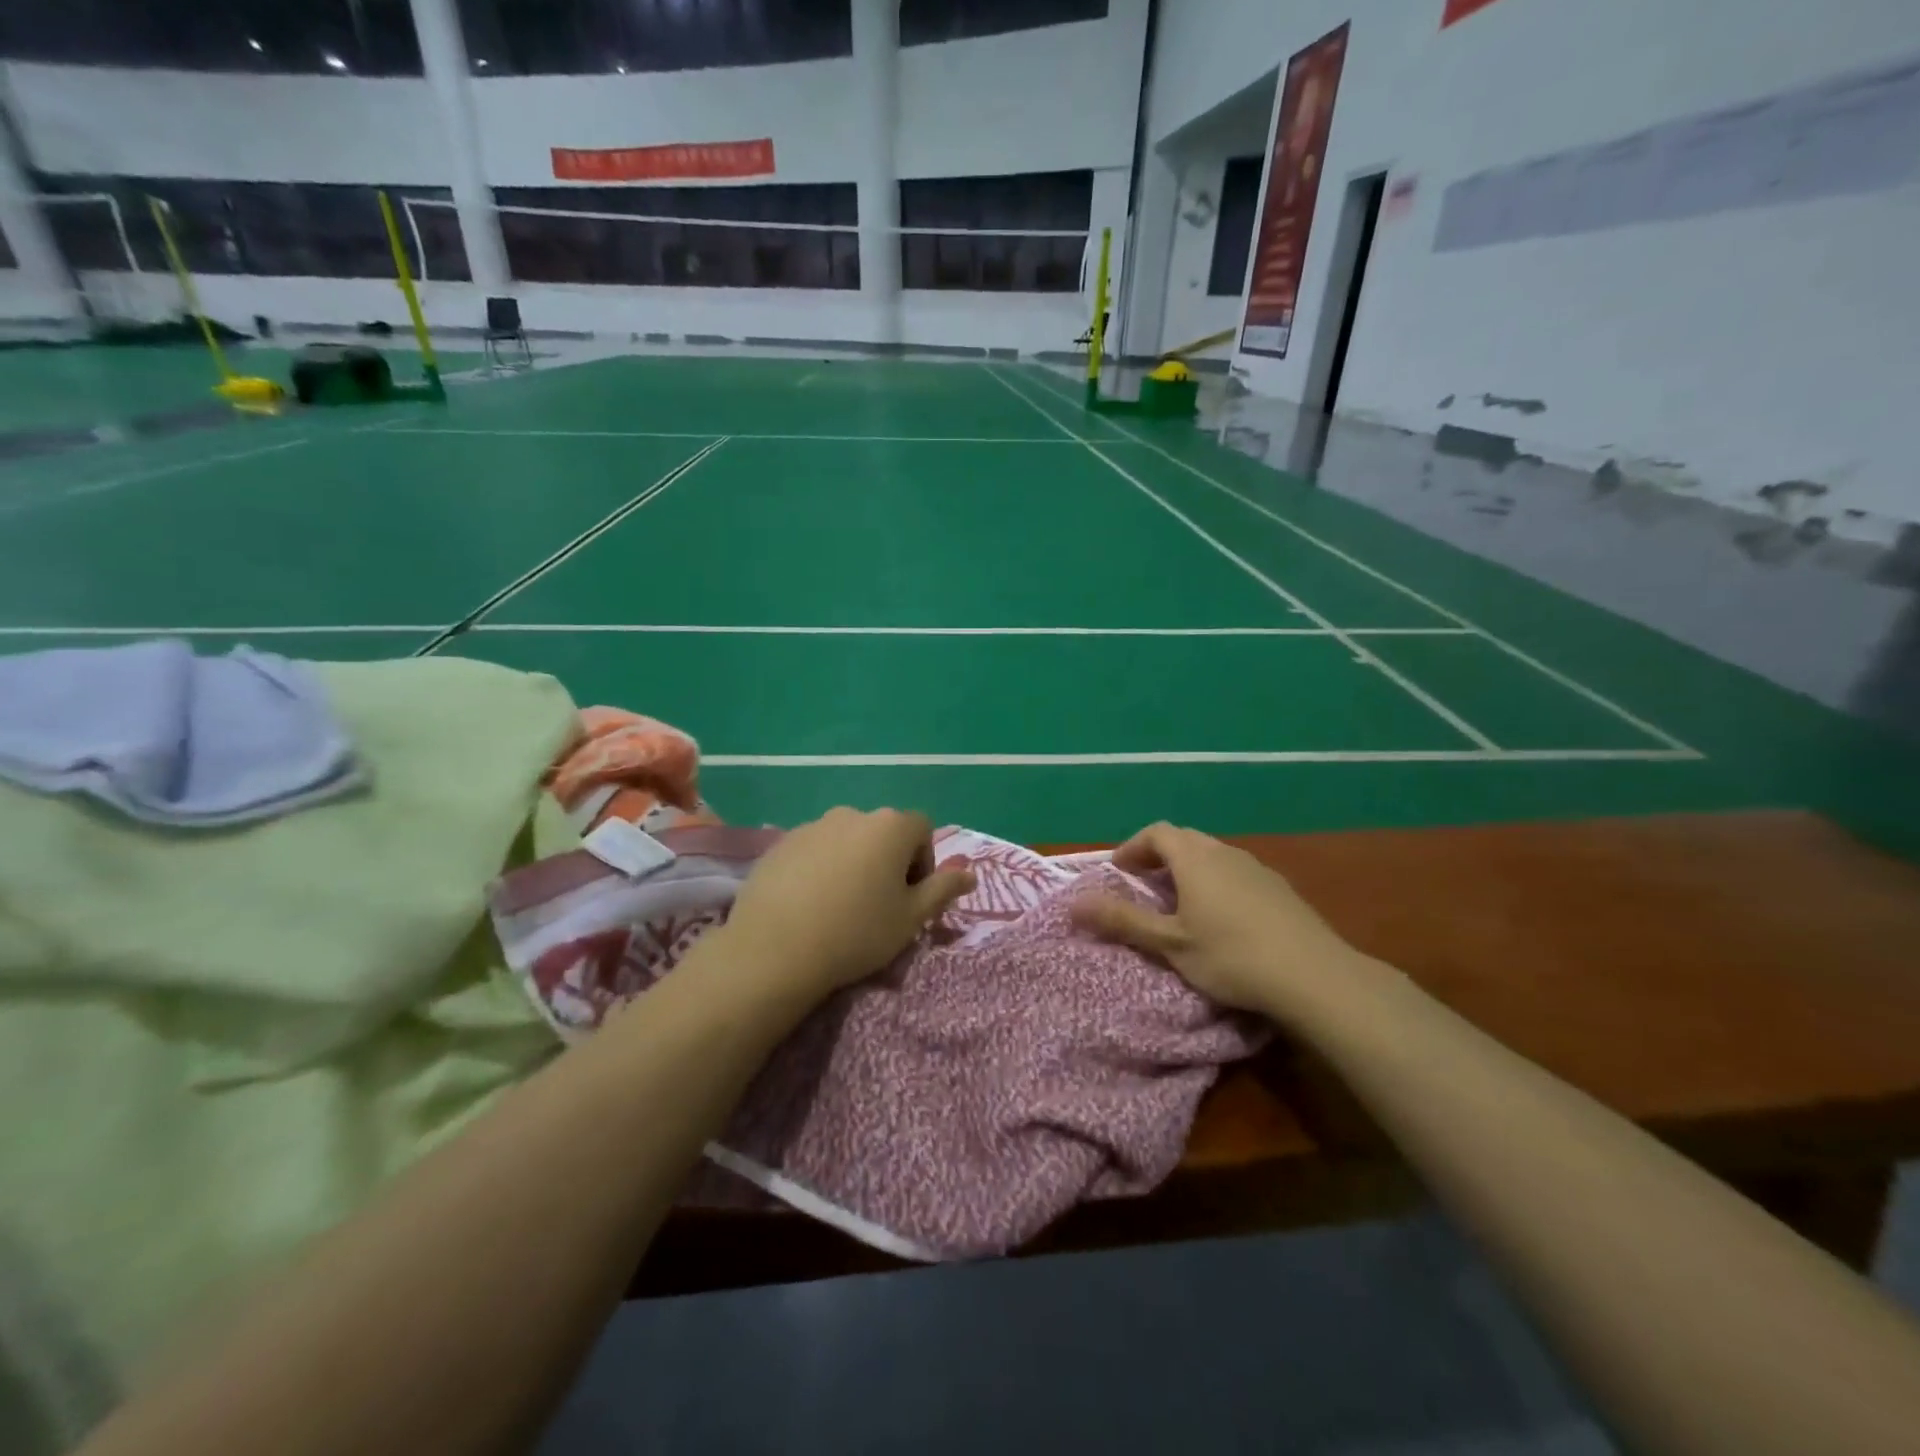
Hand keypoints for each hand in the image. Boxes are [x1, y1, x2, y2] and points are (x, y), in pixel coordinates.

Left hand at [717, 807, 974, 1001]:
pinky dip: (820, 870)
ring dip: (853, 864)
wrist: (776, 949)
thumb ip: (944, 889)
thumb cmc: (857, 932)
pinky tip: (810, 905)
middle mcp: (853, 814)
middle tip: (877, 906)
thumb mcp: (912, 918)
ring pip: (847, 841)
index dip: (923, 863)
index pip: (922, 830)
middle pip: (883, 833)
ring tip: (840, 907)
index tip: (909, 898)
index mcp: (890, 826)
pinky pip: (814, 851)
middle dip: (888, 862)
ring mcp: (813, 826)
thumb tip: (971, 873)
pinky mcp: (781, 843)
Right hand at [1071, 822, 1371, 1020]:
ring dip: (1189, 869)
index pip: (1156, 832)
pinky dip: (1216, 881)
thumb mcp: (1169, 943)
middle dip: (1159, 856)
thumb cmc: (1231, 956)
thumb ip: (1122, 920)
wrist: (1314, 975)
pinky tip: (1222, 917)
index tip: (1119, 871)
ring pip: (1212, 855)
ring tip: (1180, 902)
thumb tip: (1074, 903)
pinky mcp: (1279, 887)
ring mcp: (1256, 867)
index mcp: (1194, 858)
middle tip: (1144, 885)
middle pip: (1184, 839)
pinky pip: (1236, 871)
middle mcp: (1224, 852)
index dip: (1133, 847)